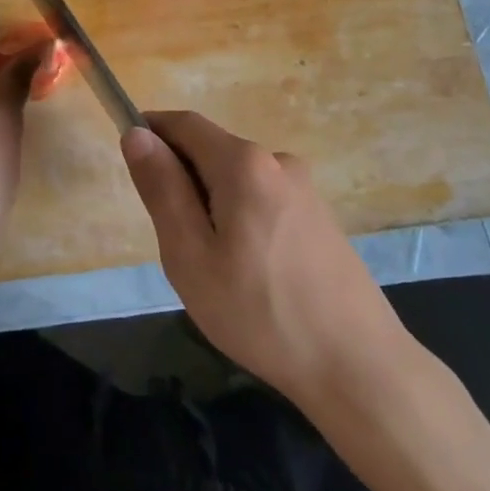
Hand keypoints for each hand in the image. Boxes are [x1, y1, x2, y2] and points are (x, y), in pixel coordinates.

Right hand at [121, 112, 409, 403]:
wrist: (357, 366)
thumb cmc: (259, 312)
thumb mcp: (190, 255)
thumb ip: (162, 188)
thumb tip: (137, 134)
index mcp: (244, 163)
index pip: (185, 124)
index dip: (151, 131)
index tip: (132, 166)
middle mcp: (279, 161)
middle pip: (212, 151)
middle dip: (181, 180)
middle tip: (174, 244)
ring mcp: (305, 189)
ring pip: (236, 180)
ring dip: (210, 205)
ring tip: (213, 270)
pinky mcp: (320, 217)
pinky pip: (262, 200)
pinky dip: (239, 219)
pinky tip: (249, 274)